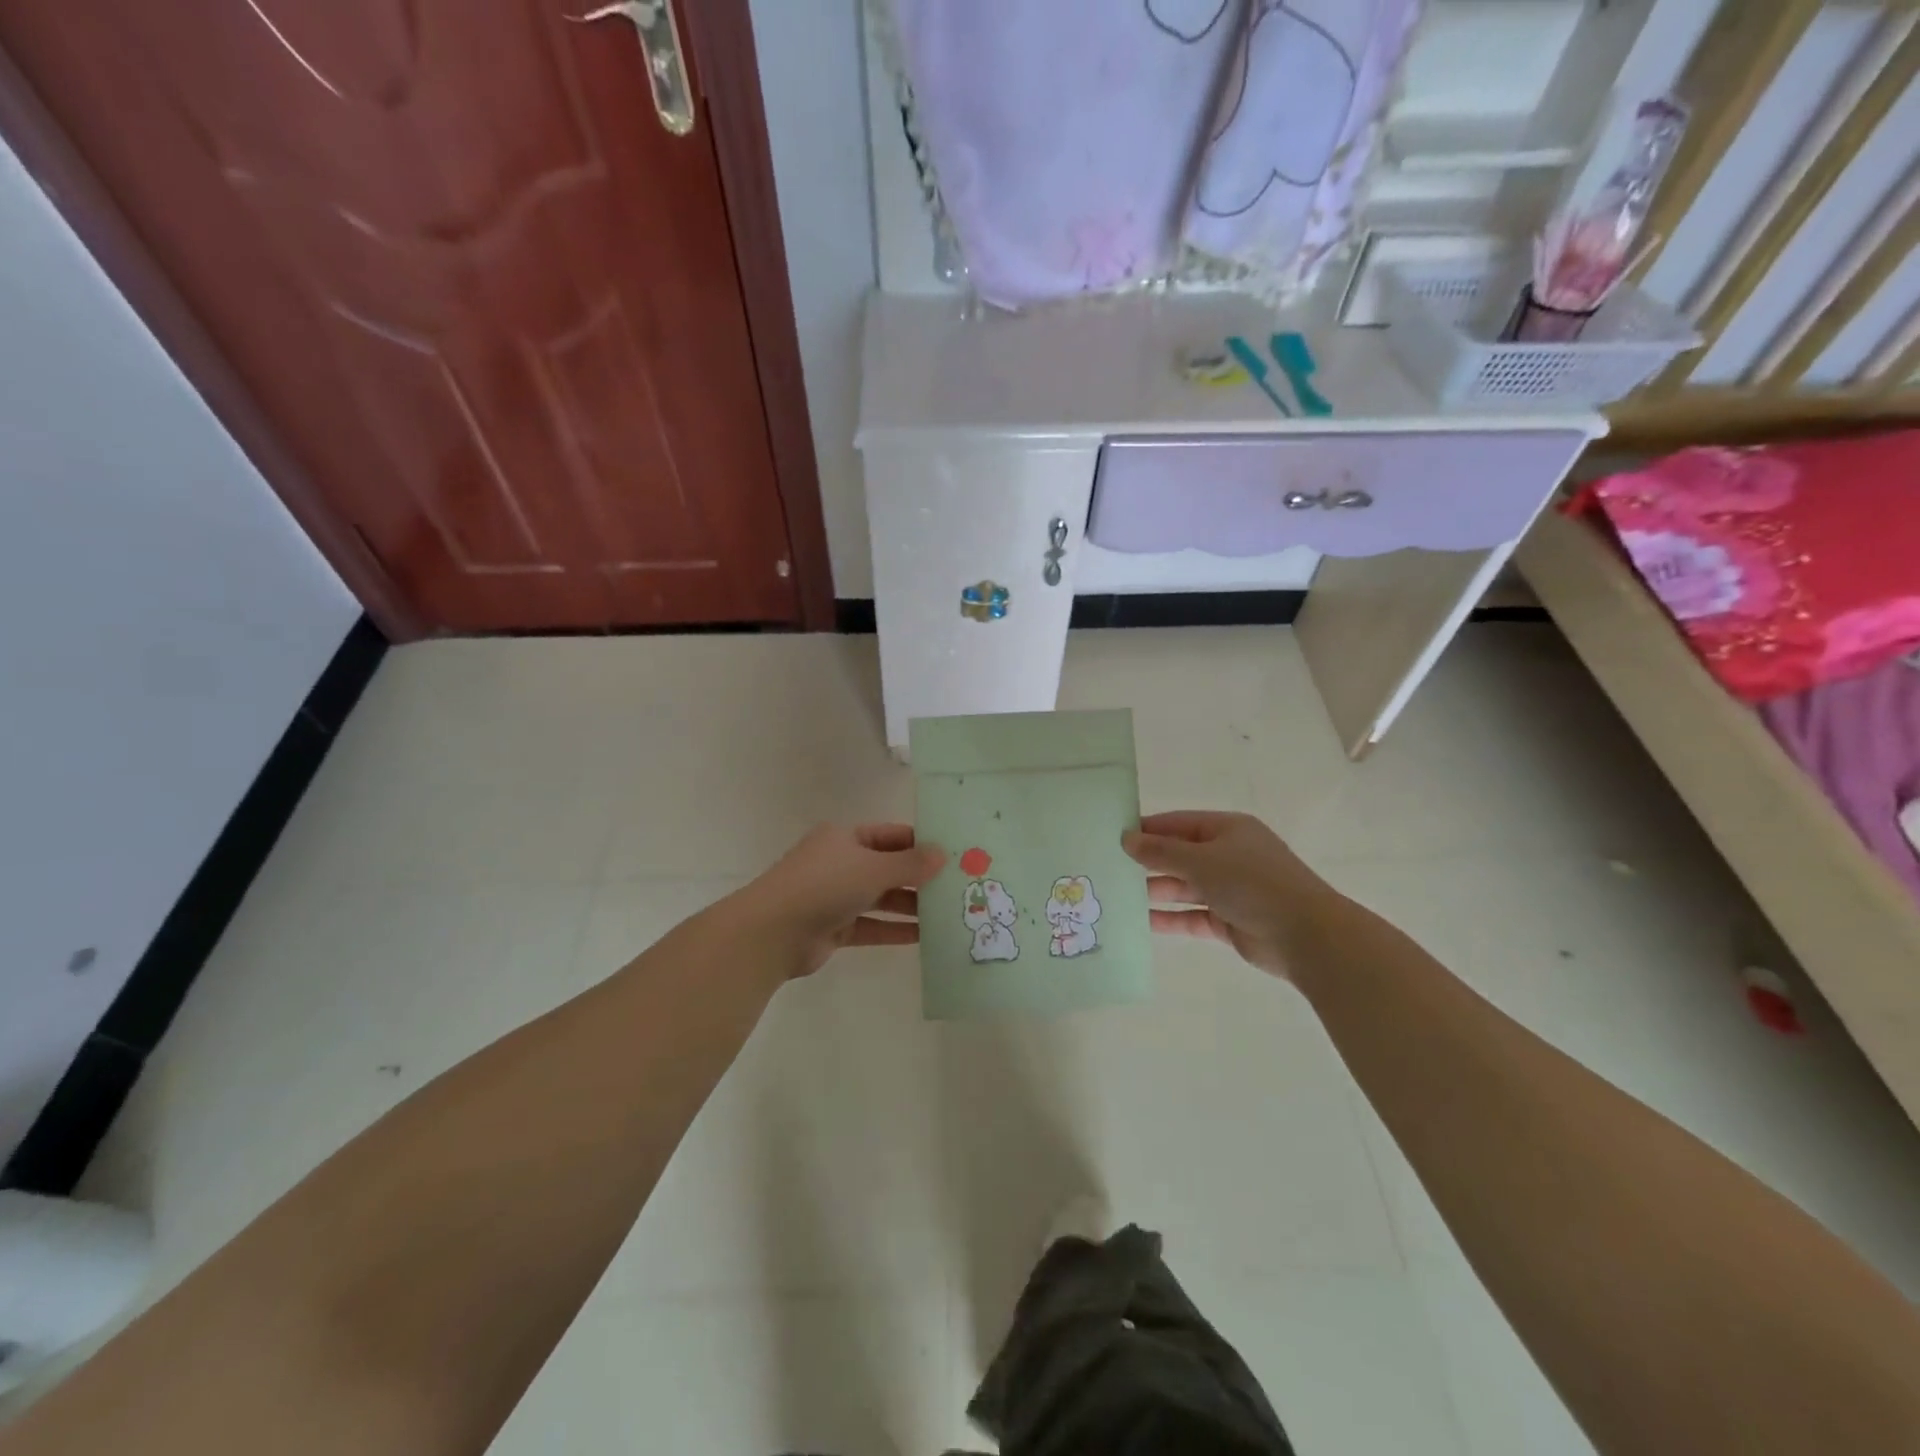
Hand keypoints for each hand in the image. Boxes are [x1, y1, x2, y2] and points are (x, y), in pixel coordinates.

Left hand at [730, 823, 945, 978]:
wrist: (772, 933)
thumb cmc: (824, 886)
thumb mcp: (872, 868)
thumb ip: (910, 864)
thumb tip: (943, 855)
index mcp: (844, 838)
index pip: (890, 836)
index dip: (919, 843)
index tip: (952, 855)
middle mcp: (840, 863)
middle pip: (887, 867)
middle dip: (919, 878)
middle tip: (956, 887)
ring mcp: (835, 897)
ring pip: (880, 898)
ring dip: (910, 906)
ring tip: (947, 913)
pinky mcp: (833, 928)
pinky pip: (871, 925)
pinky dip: (894, 930)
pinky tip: (923, 937)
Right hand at [1123, 810, 1336, 980]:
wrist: (1306, 935)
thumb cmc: (1252, 883)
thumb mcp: (1201, 860)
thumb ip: (1161, 852)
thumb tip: (1126, 839)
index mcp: (1227, 830)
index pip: (1178, 823)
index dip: (1146, 829)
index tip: (1112, 836)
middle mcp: (1228, 856)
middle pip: (1179, 855)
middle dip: (1147, 863)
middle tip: (1108, 869)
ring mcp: (1230, 890)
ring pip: (1184, 887)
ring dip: (1155, 891)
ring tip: (1118, 896)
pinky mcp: (1229, 921)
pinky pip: (1192, 916)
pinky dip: (1170, 918)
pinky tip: (1141, 923)